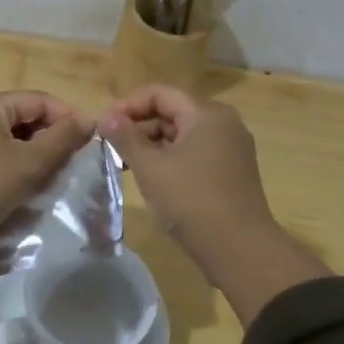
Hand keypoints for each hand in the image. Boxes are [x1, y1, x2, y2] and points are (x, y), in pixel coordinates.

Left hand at [0, 90, 92, 246]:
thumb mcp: (29, 163)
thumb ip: (62, 139)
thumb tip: (89, 120)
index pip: (39, 100)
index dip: (67, 119)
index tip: (88, 144)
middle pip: (22, 117)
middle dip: (49, 138)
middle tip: (70, 164)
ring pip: (6, 137)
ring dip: (30, 154)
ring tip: (49, 177)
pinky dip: (10, 165)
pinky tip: (20, 186)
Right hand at [100, 85, 326, 325]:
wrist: (240, 249)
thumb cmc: (191, 200)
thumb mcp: (150, 167)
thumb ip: (125, 138)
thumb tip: (105, 117)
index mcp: (207, 114)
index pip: (160, 94)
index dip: (127, 106)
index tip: (103, 127)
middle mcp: (224, 124)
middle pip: (172, 112)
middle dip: (138, 127)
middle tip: (110, 147)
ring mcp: (231, 149)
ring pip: (182, 135)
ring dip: (152, 145)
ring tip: (125, 165)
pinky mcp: (232, 172)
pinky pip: (194, 154)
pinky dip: (170, 160)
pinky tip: (151, 179)